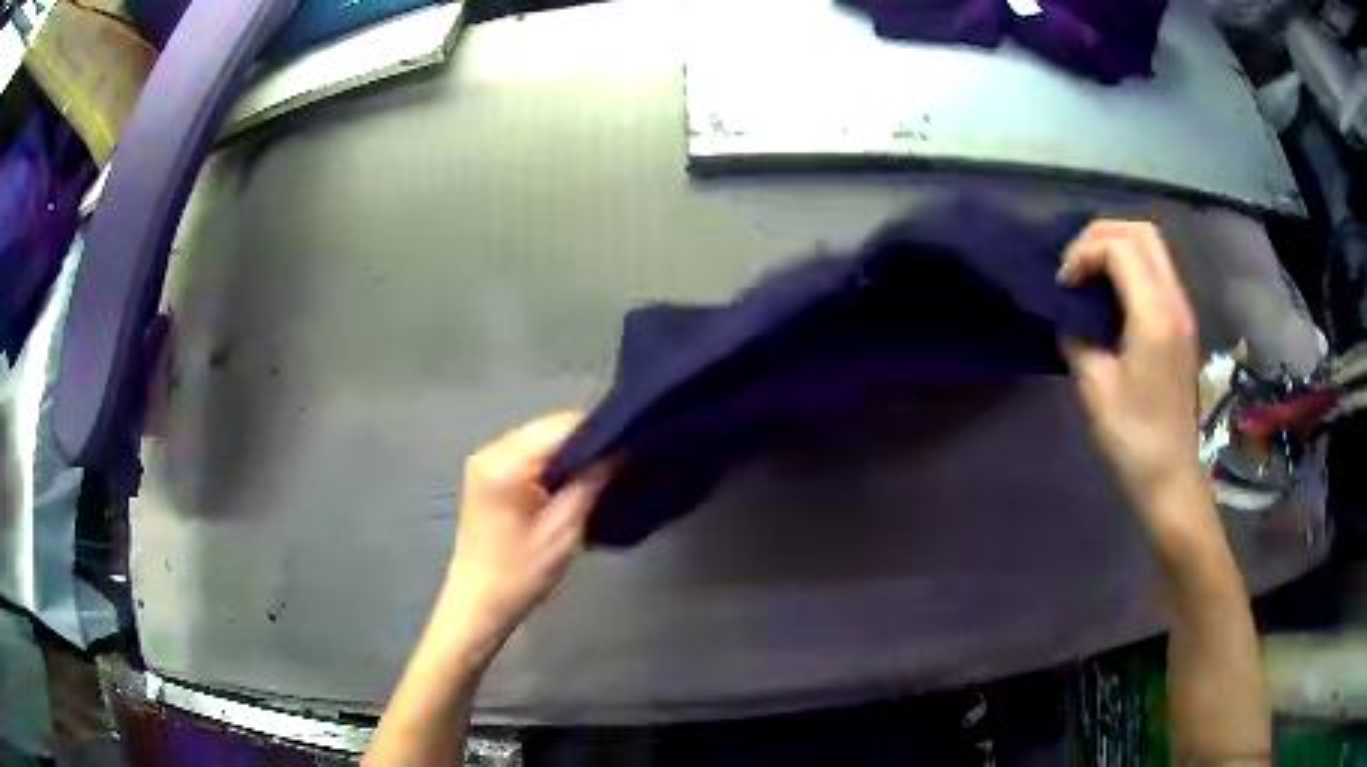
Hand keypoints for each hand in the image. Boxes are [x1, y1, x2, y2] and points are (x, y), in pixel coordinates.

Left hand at [442, 411, 612, 642]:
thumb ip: (590, 482)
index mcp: (507, 462)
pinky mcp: (486, 473)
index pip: (562, 425)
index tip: (632, 443)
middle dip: (585, 440)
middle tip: (621, 459)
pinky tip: (571, 479)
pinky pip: (526, 453)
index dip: (599, 431)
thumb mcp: (564, 529)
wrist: (478, 602)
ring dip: (568, 451)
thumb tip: (620, 449)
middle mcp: (491, 449)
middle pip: (548, 428)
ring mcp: (485, 460)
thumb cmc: (521, 572)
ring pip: (538, 438)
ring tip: (602, 470)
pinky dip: (550, 461)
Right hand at [1058, 222, 1205, 532]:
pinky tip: (1111, 296)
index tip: (1063, 285)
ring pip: (1153, 246)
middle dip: (1101, 235)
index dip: (1083, 253)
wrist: (1171, 475)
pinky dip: (1130, 266)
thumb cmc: (1132, 438)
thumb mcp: (1095, 388)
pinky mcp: (1182, 323)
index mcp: (1154, 316)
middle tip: (1075, 265)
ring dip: (1116, 247)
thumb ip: (1078, 339)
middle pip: (1141, 232)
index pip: (1119, 247)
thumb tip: (1069, 318)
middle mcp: (1174, 302)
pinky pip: (1157, 269)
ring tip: (1089, 276)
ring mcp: (1183, 310)